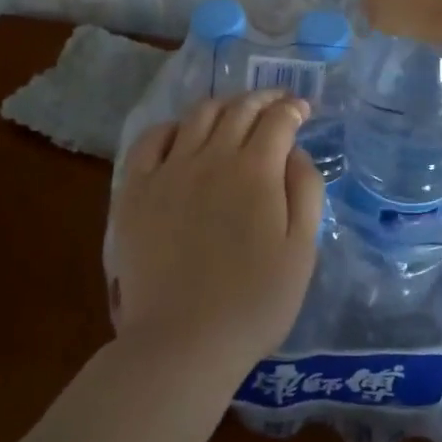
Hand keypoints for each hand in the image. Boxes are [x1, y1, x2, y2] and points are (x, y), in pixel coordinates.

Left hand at [107, 90, 324, 377]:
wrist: (183, 343)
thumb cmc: (254, 302)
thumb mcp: (302, 250)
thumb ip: (305, 191)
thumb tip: (295, 151)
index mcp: (256, 170)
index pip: (278, 119)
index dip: (294, 108)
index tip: (303, 109)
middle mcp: (212, 157)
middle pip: (239, 108)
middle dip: (264, 98)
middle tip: (277, 103)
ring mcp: (169, 171)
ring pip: (198, 115)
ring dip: (224, 106)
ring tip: (235, 114)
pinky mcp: (136, 190)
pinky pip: (151, 140)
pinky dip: (172, 127)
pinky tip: (183, 136)